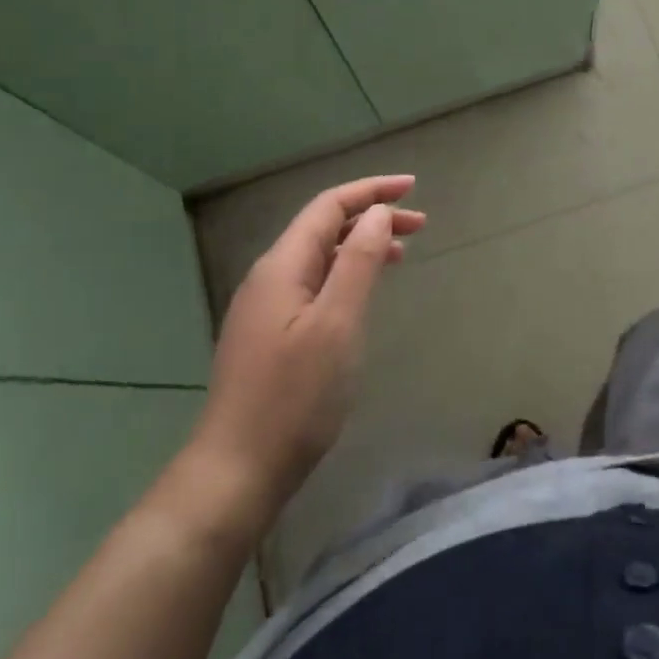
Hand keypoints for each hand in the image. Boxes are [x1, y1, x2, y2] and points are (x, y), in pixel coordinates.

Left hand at [183, 176, 424, 533]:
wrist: (237, 470)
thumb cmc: (294, 397)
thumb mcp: (338, 324)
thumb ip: (358, 263)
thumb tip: (377, 214)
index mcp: (282, 266)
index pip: (329, 207)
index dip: (371, 190)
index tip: (413, 188)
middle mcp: (269, 277)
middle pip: (324, 228)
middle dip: (371, 216)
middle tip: (421, 224)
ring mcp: (266, 307)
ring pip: (319, 257)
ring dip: (360, 246)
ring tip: (402, 252)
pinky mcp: (270, 334)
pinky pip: (313, 284)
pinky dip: (346, 274)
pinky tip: (363, 292)